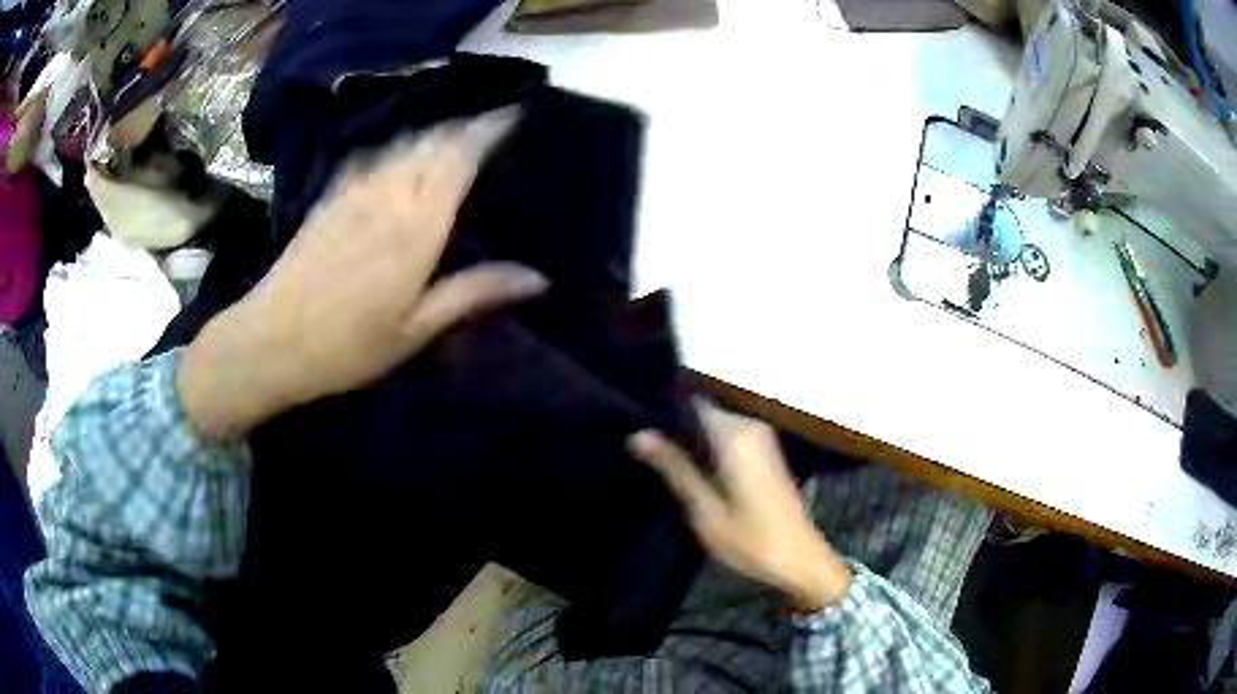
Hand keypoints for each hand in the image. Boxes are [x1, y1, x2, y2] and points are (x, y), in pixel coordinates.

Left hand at [179, 108, 546, 440]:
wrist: (271, 341)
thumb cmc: (348, 346)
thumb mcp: (416, 329)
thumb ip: (474, 293)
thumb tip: (538, 278)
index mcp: (416, 224)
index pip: (460, 155)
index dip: (490, 129)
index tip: (518, 115)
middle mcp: (387, 192)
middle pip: (434, 140)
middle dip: (468, 126)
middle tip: (495, 128)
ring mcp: (354, 189)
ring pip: (404, 142)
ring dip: (436, 133)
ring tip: (457, 139)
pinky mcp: (330, 195)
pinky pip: (374, 154)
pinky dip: (399, 146)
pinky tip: (403, 157)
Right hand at [629, 404, 852, 609]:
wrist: (800, 560)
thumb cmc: (751, 539)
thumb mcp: (705, 510)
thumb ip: (674, 468)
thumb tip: (638, 434)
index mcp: (735, 435)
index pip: (691, 402)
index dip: (662, 410)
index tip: (632, 421)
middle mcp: (749, 426)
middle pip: (702, 412)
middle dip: (673, 426)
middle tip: (638, 446)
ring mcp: (761, 437)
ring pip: (713, 425)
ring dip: (689, 439)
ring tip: (654, 456)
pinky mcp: (765, 451)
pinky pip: (727, 437)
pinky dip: (707, 448)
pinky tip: (687, 467)